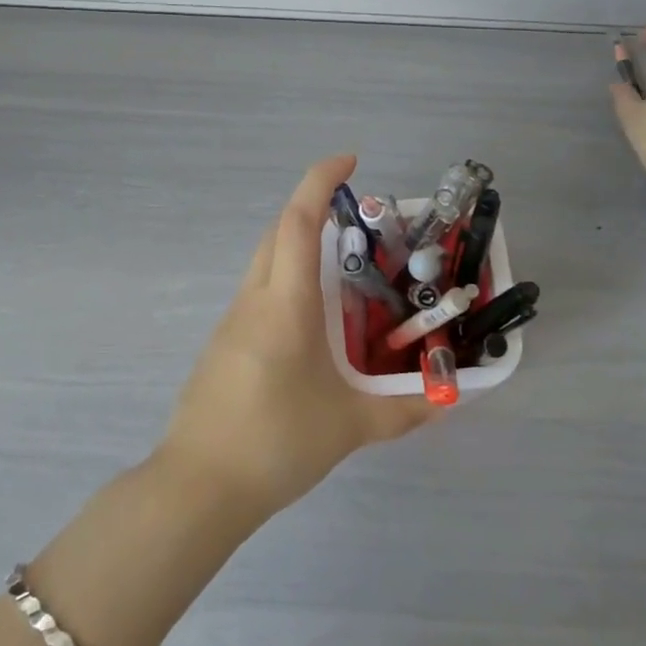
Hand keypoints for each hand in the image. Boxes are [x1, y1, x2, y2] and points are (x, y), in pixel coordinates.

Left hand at [160, 155, 433, 520]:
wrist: (198, 486)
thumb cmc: (276, 442)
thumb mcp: (350, 426)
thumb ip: (404, 410)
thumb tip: (447, 399)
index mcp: (285, 302)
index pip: (299, 220)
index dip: (321, 179)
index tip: (350, 160)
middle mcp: (255, 298)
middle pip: (278, 230)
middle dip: (312, 207)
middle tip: (355, 217)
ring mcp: (232, 320)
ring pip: (265, 259)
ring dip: (298, 244)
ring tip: (342, 268)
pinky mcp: (223, 343)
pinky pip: (258, 291)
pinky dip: (285, 279)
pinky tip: (310, 320)